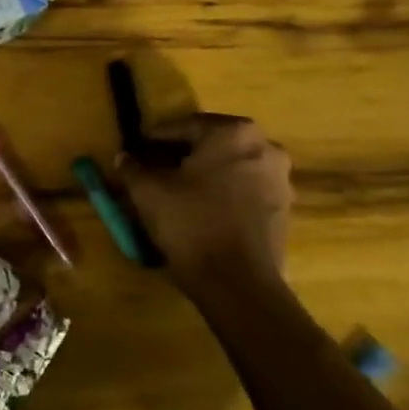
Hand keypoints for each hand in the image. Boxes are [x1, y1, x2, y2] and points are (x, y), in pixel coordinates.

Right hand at [118, 115, 292, 293]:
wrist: (237, 283)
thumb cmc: (191, 223)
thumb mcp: (149, 192)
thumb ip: (133, 168)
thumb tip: (124, 158)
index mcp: (233, 133)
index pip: (184, 126)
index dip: (156, 138)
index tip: (137, 148)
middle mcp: (264, 147)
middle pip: (212, 143)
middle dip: (183, 153)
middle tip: (154, 166)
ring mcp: (280, 179)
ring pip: (230, 166)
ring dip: (204, 173)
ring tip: (175, 189)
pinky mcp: (284, 208)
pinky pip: (245, 188)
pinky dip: (222, 192)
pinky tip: (199, 208)